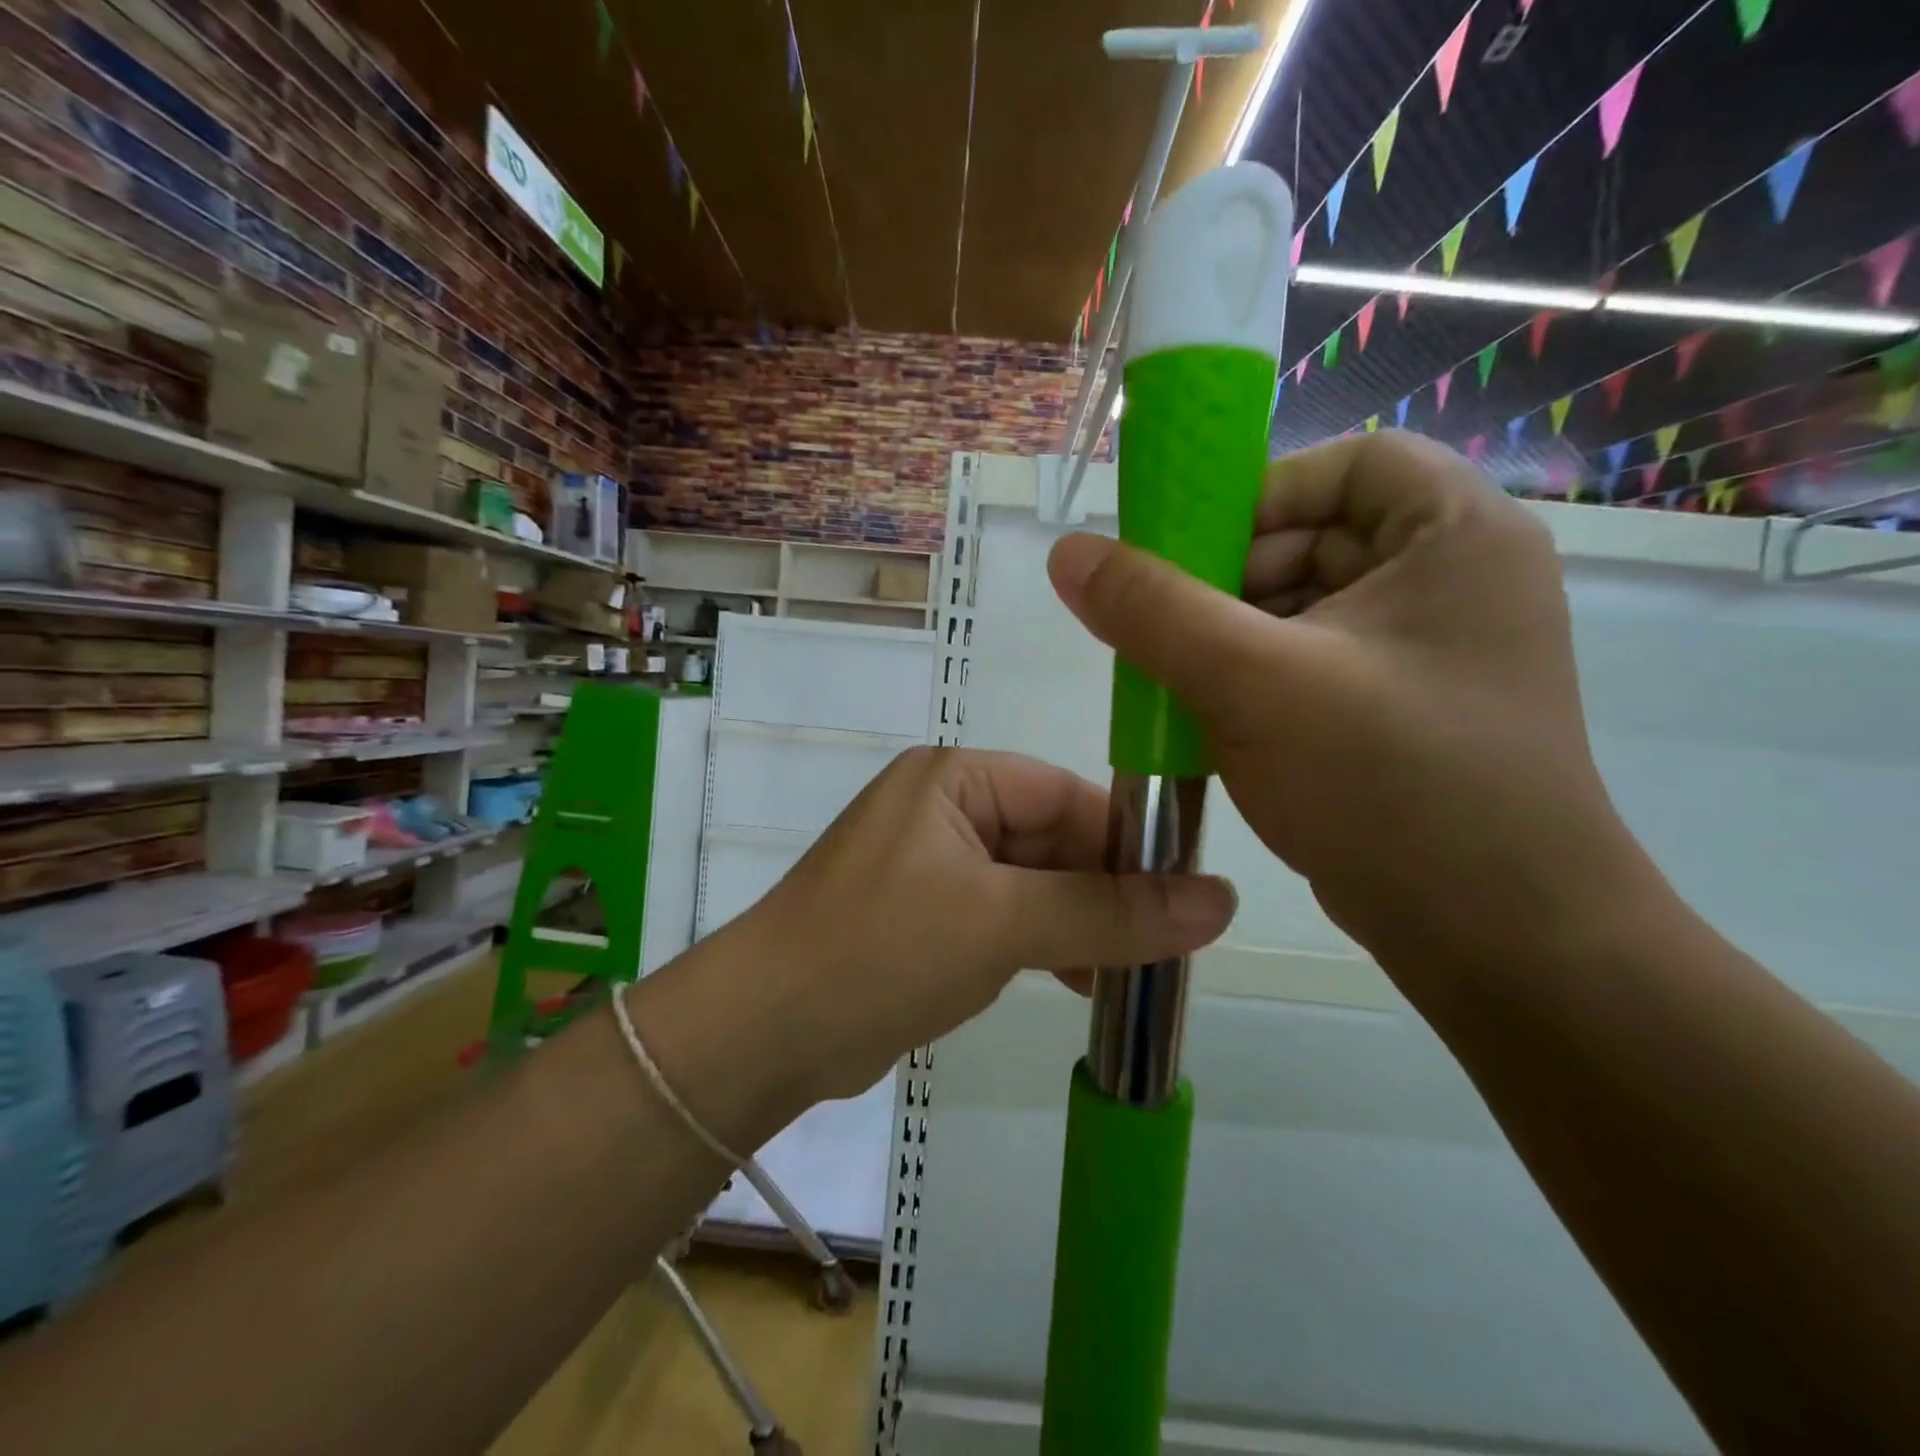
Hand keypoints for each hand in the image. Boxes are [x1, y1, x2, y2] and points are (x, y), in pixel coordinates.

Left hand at [732, 747, 1234, 1103]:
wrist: (765, 1033)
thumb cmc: (881, 949)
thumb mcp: (1002, 923)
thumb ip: (1109, 913)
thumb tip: (1222, 900)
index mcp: (954, 780)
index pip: (1064, 793)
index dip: (1128, 839)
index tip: (1187, 890)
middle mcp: (944, 812)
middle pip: (1052, 840)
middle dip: (1106, 891)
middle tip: (1171, 944)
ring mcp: (933, 867)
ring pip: (1033, 885)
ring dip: (1080, 924)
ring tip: (1133, 971)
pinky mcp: (926, 919)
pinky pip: (1004, 919)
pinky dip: (1043, 945)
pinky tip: (1081, 980)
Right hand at [1047, 431, 1648, 982]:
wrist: (1495, 938)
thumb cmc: (1390, 785)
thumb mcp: (1254, 684)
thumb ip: (1153, 610)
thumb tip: (1068, 554)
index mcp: (1457, 538)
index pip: (1350, 464)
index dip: (1262, 493)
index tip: (1191, 552)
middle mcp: (1454, 582)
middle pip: (1315, 538)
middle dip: (1228, 582)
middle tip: (1163, 630)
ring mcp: (1430, 653)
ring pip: (1302, 610)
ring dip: (1229, 638)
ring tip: (1177, 683)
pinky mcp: (1402, 711)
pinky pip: (1308, 665)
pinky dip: (1252, 681)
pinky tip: (1210, 720)